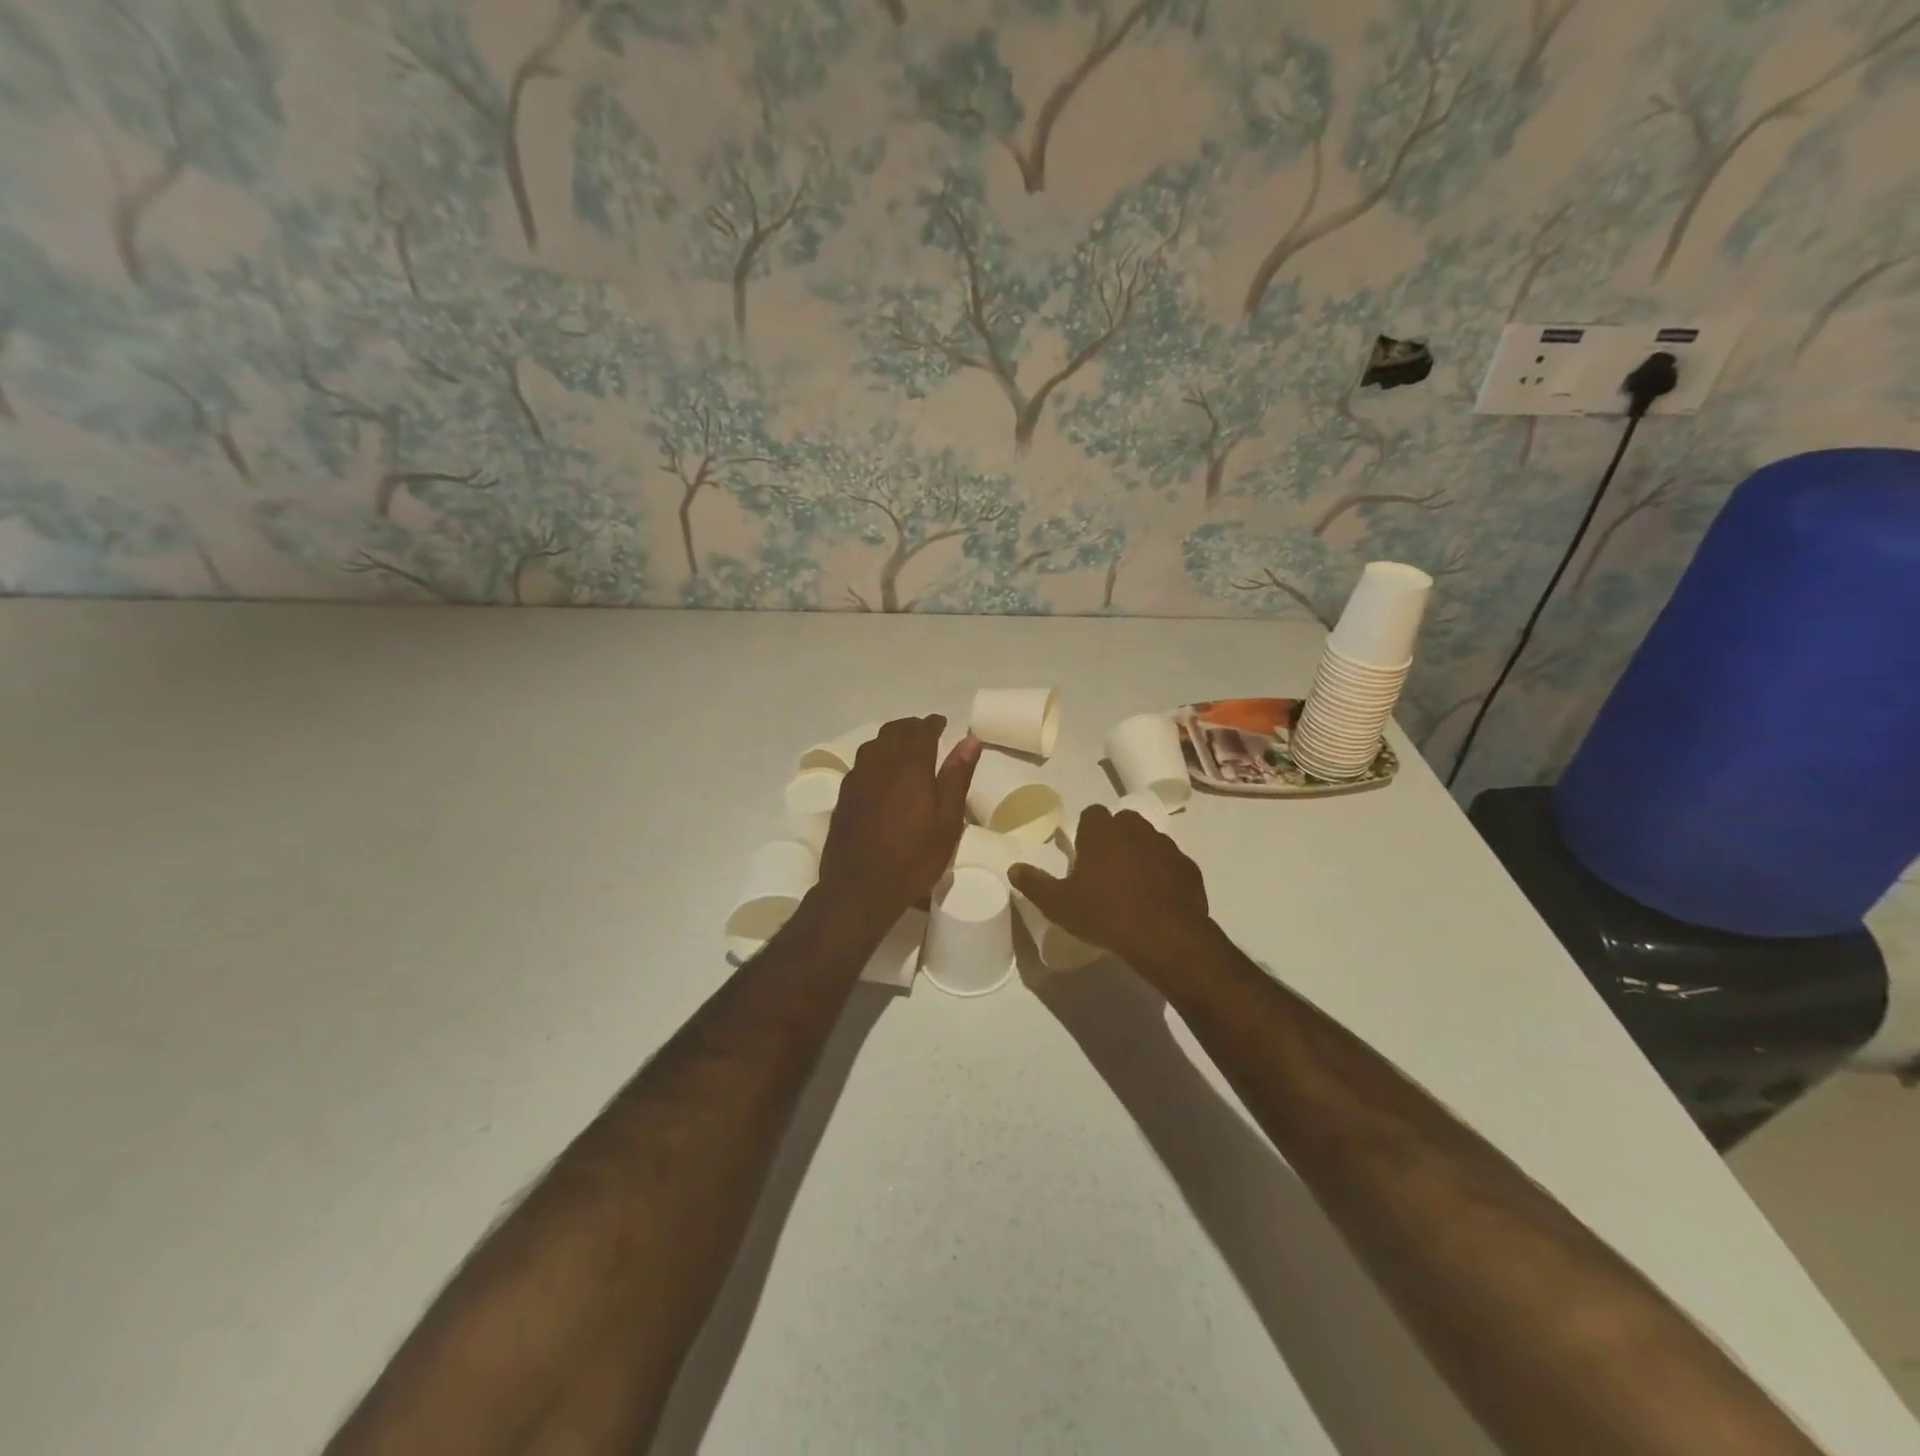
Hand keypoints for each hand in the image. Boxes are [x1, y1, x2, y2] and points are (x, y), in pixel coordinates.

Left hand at [817, 716, 979, 934]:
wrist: (859, 888)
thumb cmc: (912, 859)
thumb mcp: (947, 823)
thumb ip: (956, 778)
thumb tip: (970, 741)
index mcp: (910, 767)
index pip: (921, 731)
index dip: (933, 723)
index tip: (943, 723)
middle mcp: (880, 764)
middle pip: (894, 731)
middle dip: (912, 727)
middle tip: (927, 733)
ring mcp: (857, 779)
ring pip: (874, 744)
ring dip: (892, 738)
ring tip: (905, 748)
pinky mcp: (844, 796)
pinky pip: (861, 762)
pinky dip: (875, 755)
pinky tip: (881, 771)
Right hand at [1009, 804, 1212, 972]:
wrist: (1165, 936)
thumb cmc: (1105, 914)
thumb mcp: (1059, 905)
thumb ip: (1035, 884)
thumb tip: (1014, 868)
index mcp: (1102, 832)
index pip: (1091, 814)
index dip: (1086, 831)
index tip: (1083, 854)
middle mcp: (1135, 829)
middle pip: (1123, 822)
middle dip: (1115, 838)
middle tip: (1105, 869)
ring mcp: (1166, 847)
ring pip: (1149, 841)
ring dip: (1140, 854)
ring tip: (1132, 886)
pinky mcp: (1189, 868)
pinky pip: (1171, 864)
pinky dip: (1164, 875)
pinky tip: (1157, 900)